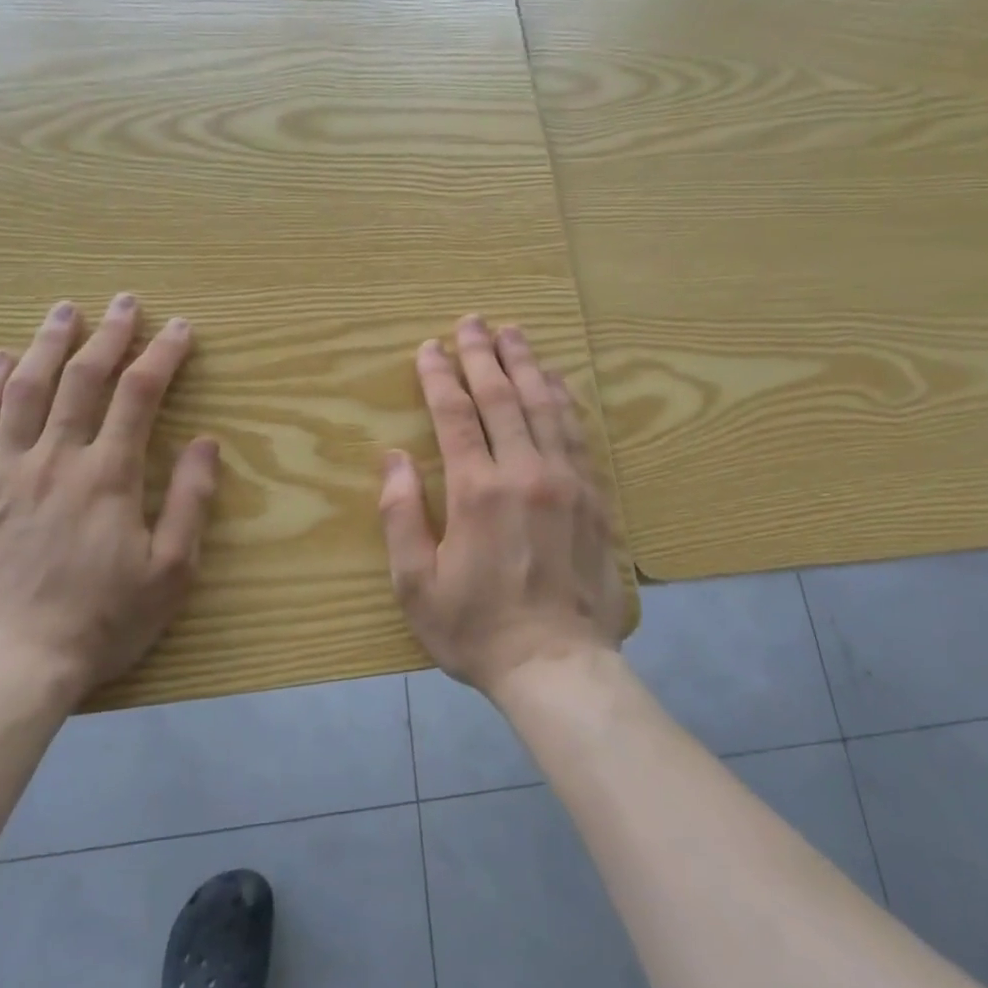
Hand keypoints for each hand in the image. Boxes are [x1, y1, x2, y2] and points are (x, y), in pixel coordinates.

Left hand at [0, 296, 218, 700]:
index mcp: (108, 476)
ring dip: (47, 345)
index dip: (162, 355)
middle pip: (82, 380)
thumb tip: (206, 442)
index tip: (179, 328)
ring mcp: (4, 474)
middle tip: (124, 301)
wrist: (6, 670)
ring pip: (25, 392)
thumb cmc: (99, 623)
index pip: (139, 395)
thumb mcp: (170, 571)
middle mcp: (55, 460)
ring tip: (63, 311)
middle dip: (109, 335)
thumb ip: (189, 501)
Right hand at [378, 314, 626, 696]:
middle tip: (472, 321)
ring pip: (544, 406)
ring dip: (526, 364)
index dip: (440, 376)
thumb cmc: (477, 629)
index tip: (430, 347)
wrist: (558, 666)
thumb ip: (401, 515)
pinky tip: (556, 381)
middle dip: (483, 355)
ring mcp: (566, 481)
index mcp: (477, 491)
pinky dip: (563, 399)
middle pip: (501, 397)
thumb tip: (393, 458)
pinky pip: (577, 433)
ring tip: (513, 333)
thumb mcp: (416, 584)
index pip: (454, 415)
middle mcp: (525, 473)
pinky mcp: (594, 497)